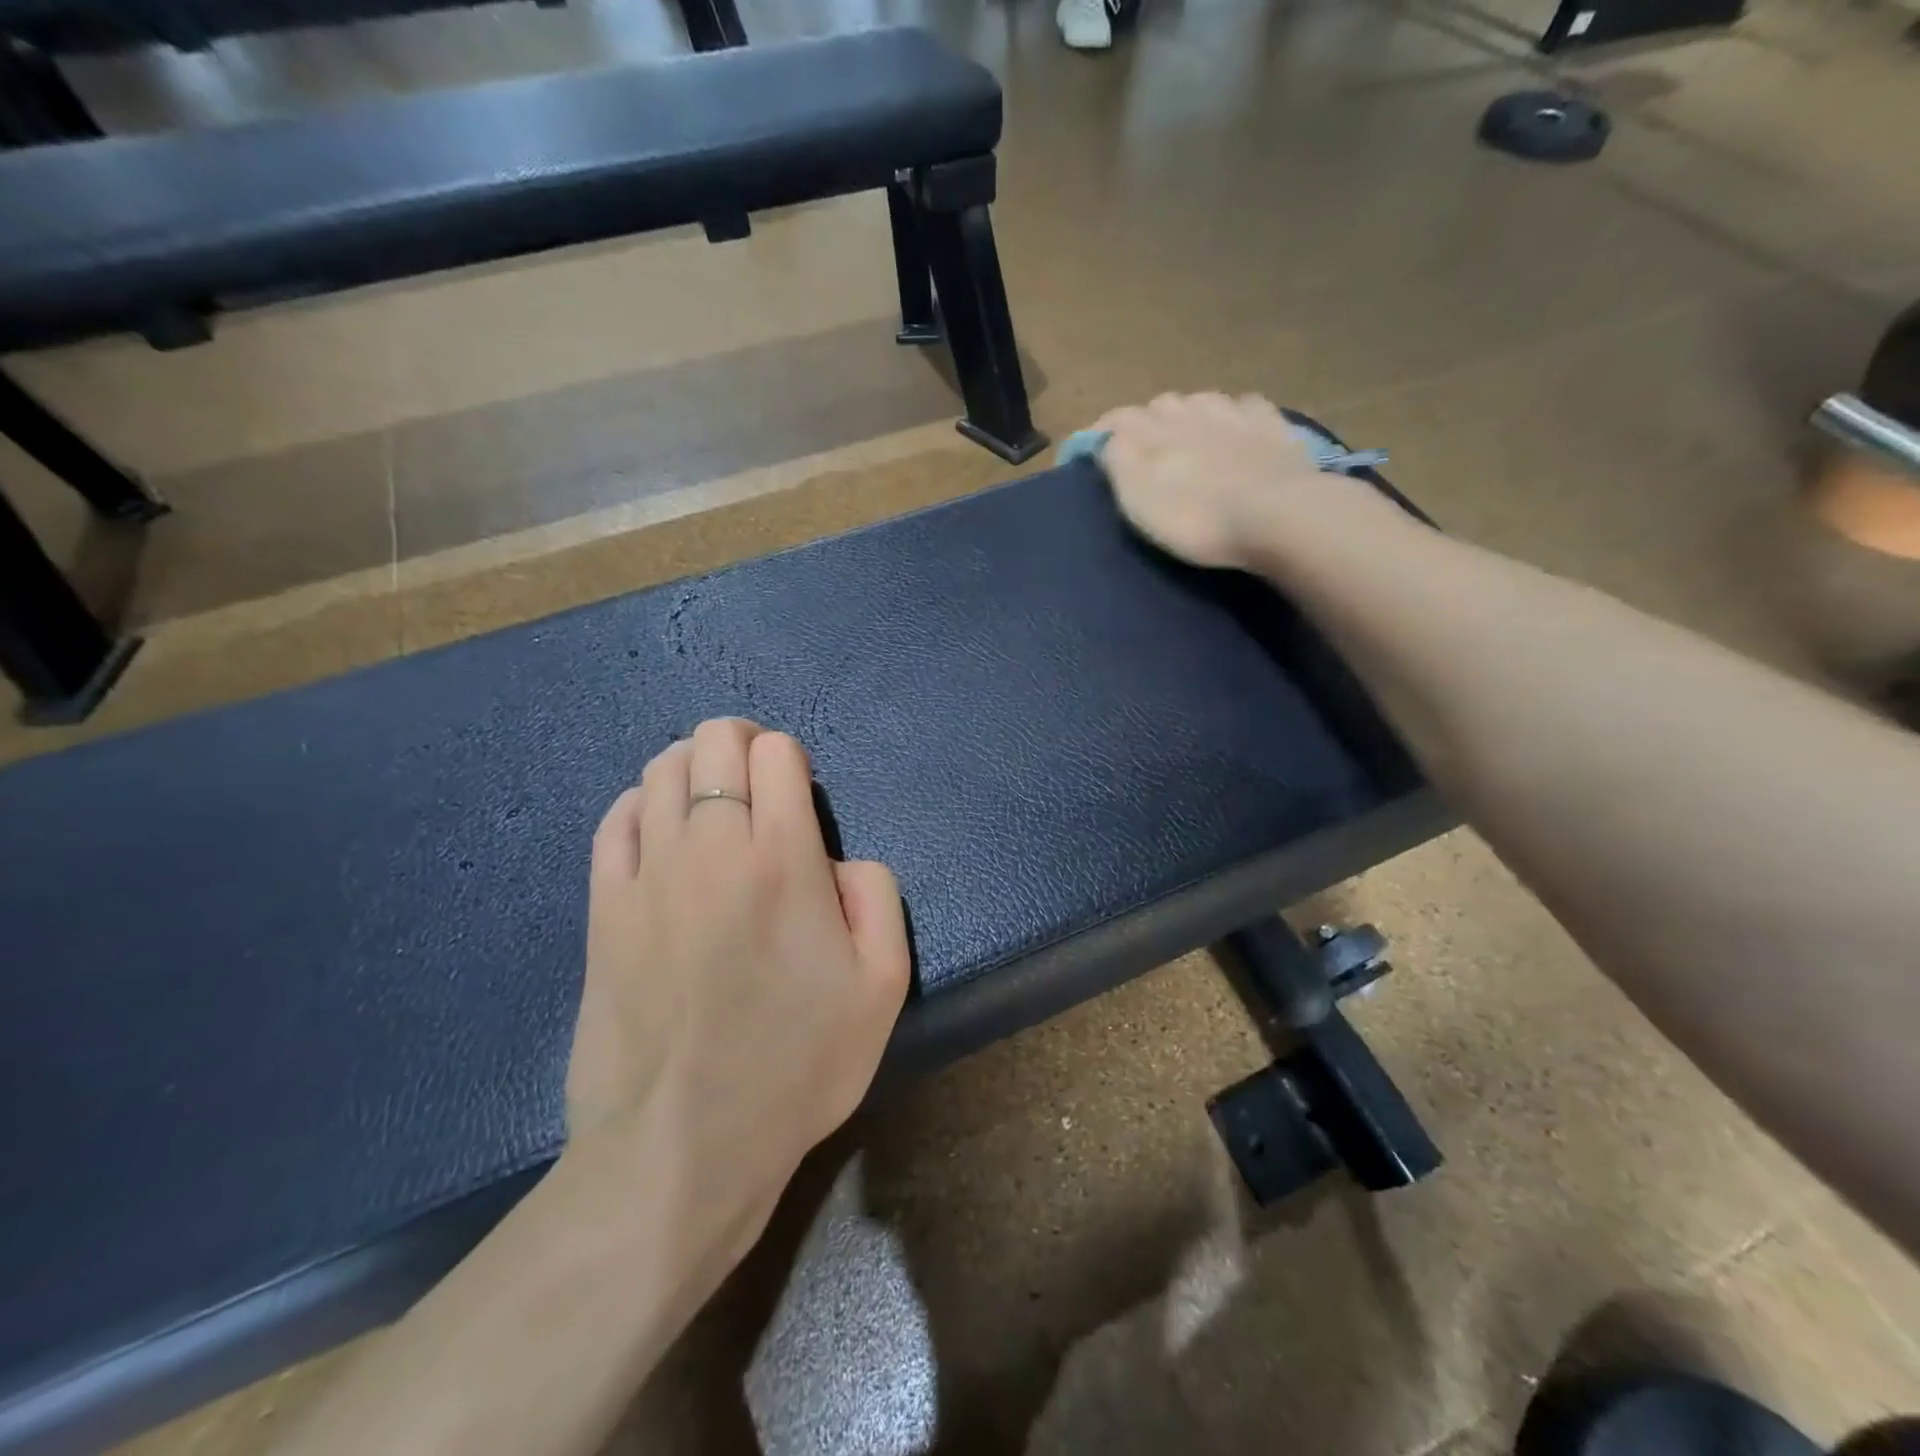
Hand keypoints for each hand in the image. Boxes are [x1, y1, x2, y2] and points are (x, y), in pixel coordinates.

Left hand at [566, 718, 910, 1263]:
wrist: (682, 1146)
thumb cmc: (797, 1064)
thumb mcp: (884, 984)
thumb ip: (876, 893)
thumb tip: (834, 860)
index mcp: (783, 857)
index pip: (776, 752)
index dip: (791, 759)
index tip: (799, 794)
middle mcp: (711, 846)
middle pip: (713, 742)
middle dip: (741, 745)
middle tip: (758, 785)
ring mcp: (648, 874)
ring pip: (659, 770)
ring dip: (692, 769)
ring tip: (711, 804)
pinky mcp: (603, 908)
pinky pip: (615, 820)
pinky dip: (641, 805)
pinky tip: (660, 831)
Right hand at [1095, 393, 1330, 569]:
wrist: (1276, 515)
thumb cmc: (1195, 516)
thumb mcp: (1138, 499)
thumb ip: (1117, 461)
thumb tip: (1105, 439)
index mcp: (1152, 430)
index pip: (1117, 418)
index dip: (1102, 432)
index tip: (1093, 451)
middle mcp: (1190, 410)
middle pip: (1160, 406)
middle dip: (1147, 423)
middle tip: (1145, 451)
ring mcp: (1235, 413)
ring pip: (1202, 401)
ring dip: (1191, 415)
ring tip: (1190, 439)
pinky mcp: (1272, 426)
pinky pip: (1247, 407)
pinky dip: (1236, 415)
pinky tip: (1239, 428)